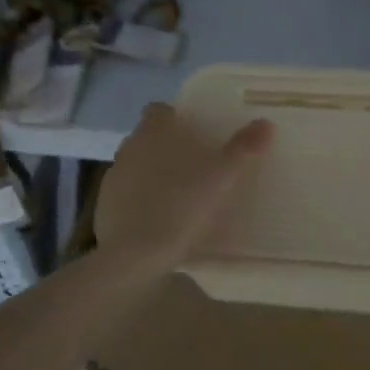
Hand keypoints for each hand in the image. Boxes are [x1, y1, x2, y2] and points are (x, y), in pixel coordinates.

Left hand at [94, 103, 273, 274]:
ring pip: (136, 167)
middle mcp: (128, 149)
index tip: (196, 132)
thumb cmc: (180, 206)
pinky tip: (160, 222)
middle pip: (147, 138)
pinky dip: (140, 203)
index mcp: (152, 133)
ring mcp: (112, 181)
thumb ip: (243, 149)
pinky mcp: (103, 211)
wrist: (134, 258)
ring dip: (152, 175)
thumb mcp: (221, 177)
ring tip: (180, 195)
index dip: (175, 118)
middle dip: (167, 147)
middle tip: (196, 166)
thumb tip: (266, 123)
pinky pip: (126, 197)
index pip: (159, 110)